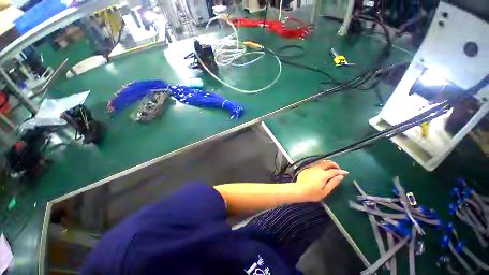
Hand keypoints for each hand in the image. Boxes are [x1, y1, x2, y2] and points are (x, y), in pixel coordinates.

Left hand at [293, 160, 348, 201]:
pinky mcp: (306, 169)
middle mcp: (317, 169)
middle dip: (334, 164)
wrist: (298, 190)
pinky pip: (315, 165)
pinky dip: (320, 166)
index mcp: (323, 174)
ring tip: (330, 169)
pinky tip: (320, 171)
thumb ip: (333, 183)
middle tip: (338, 169)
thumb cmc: (312, 193)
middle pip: (327, 163)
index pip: (334, 170)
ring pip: (320, 162)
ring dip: (327, 164)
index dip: (341, 171)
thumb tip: (340, 176)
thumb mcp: (325, 191)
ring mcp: (311, 168)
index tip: (345, 173)